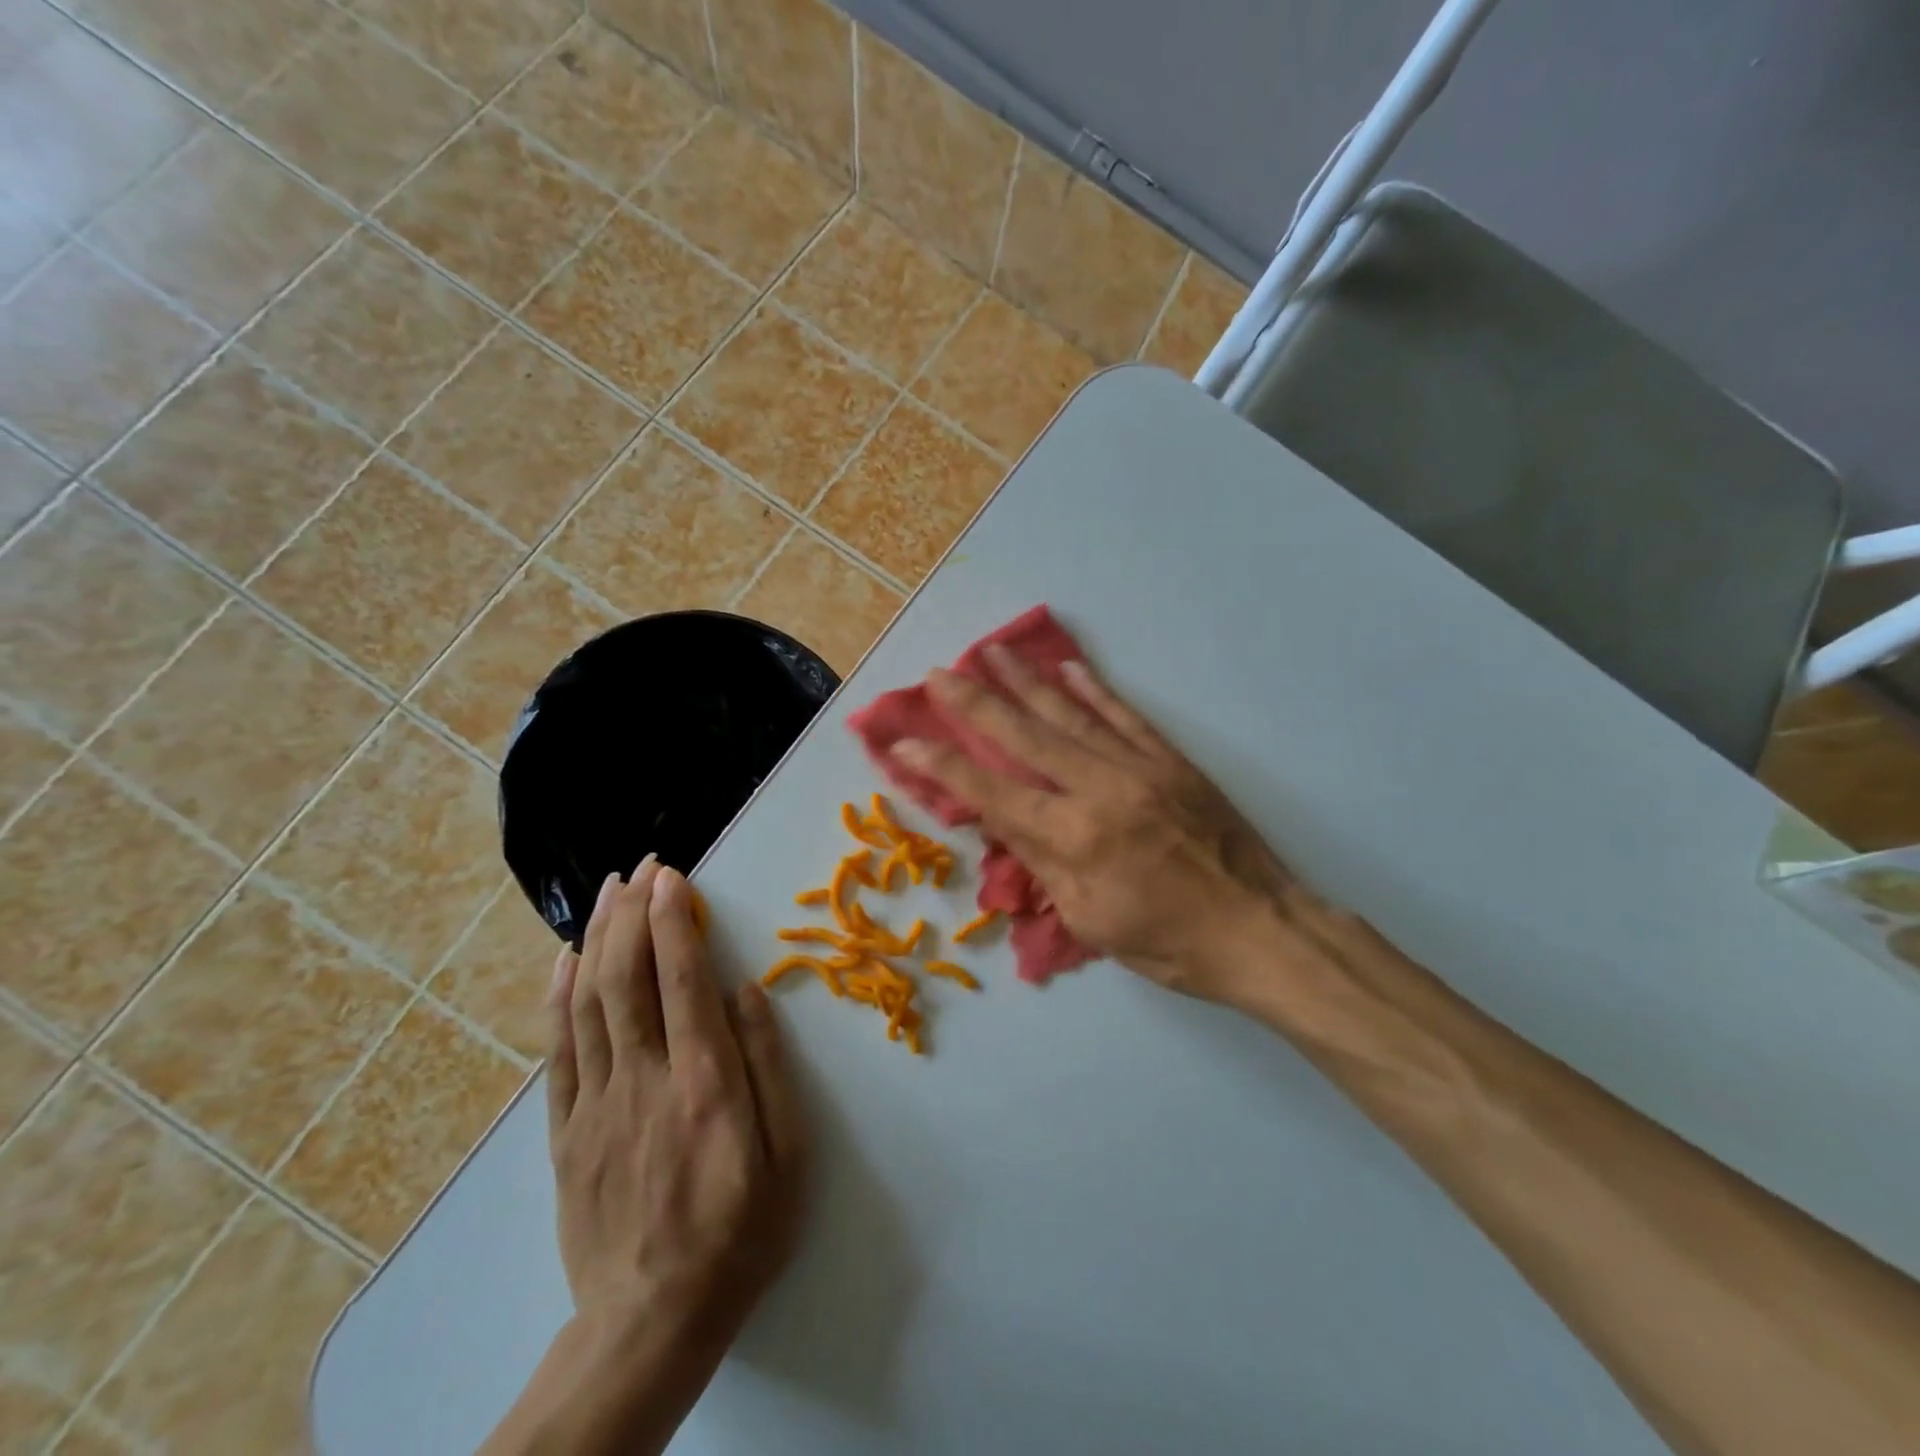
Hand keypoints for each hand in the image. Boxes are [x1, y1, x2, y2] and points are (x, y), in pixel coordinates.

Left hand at [547, 860, 805, 1350]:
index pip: (683, 979)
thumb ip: (769, 1067)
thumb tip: (747, 992)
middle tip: (642, 868)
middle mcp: (645, 1078)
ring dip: (597, 938)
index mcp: (704, 1082)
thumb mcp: (790, 1155)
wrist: (652, 1323)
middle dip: (633, 913)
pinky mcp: (565, 1133)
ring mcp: (596, 1104)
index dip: (675, 920)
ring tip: (607, 893)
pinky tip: (563, 962)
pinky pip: (556, 1053)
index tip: (674, 876)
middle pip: (628, 978)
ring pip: (589, 1004)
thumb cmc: (741, 1232)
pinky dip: (558, 999)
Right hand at [893, 649, 1322, 1005]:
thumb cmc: (1170, 944)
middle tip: (939, 673)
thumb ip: (1044, 862)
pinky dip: (1094, 689)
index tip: (903, 741)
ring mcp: (1139, 767)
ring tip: (992, 651)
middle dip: (975, 703)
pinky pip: (1125, 715)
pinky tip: (1068, 669)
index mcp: (1074, 838)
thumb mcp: (1091, 920)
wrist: (1261, 930)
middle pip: (1024, 736)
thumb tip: (1004, 818)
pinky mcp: (1171, 760)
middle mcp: (1099, 789)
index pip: (991, 792)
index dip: (942, 766)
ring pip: (1071, 714)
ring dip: (1027, 681)